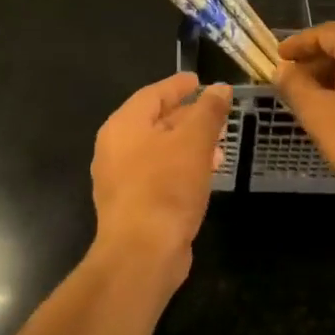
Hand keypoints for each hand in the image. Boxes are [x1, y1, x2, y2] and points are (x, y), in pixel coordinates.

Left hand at [91, 73, 232, 283]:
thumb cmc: (166, 187)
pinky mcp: (131, 205)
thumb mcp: (194, 142)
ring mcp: (120, 179)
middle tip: (215, 114)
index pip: (153, 94)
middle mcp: (115, 148)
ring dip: (187, 145)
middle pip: (154, 121)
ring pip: (158, 150)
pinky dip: (180, 167)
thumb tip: (220, 88)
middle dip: (187, 117)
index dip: (178, 85)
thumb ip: (208, 111)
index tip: (199, 80)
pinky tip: (203, 176)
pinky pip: (158, 174)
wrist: (142, 254)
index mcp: (123, 125)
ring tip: (217, 149)